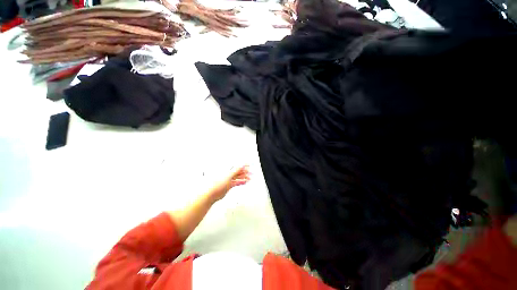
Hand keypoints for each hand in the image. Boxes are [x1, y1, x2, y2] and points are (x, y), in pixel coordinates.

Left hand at [208, 166, 250, 201]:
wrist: (211, 194)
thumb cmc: (216, 184)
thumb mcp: (229, 175)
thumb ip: (236, 170)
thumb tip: (241, 164)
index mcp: (227, 169)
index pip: (237, 166)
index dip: (243, 166)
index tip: (249, 166)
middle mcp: (227, 174)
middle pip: (238, 172)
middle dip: (245, 172)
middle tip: (251, 173)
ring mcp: (228, 179)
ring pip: (238, 177)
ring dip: (244, 177)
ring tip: (249, 178)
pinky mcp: (228, 185)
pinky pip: (236, 182)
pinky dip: (241, 182)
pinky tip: (245, 182)